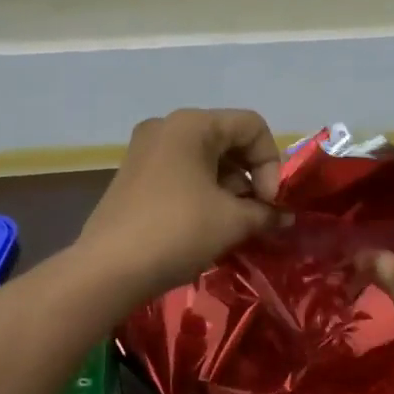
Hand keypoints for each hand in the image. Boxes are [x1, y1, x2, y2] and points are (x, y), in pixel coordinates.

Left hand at [78, 107, 283, 300]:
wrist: (109, 269)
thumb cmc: (178, 232)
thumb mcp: (232, 222)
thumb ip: (265, 213)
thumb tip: (284, 216)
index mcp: (192, 124)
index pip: (252, 126)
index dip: (271, 163)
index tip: (269, 203)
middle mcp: (166, 127)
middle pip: (227, 140)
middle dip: (249, 178)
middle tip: (254, 215)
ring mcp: (145, 151)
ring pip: (204, 159)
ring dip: (228, 188)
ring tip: (232, 225)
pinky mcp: (133, 176)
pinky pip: (181, 173)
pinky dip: (202, 193)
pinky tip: (206, 226)